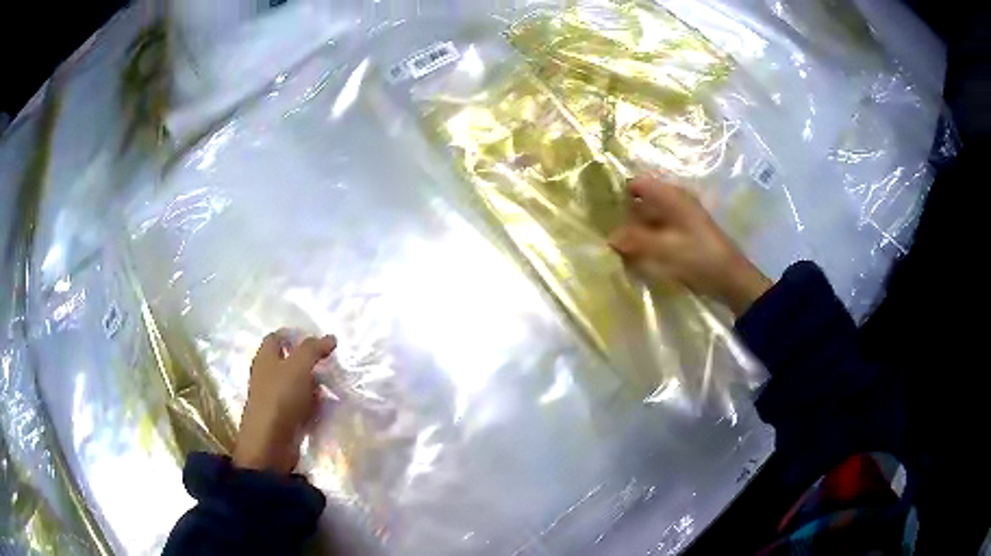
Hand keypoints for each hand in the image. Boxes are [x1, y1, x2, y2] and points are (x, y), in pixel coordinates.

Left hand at [233, 332, 336, 473]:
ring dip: (314, 385)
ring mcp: (276, 399)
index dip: (295, 335)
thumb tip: (330, 338)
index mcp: (265, 358)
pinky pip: (301, 405)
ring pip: (297, 385)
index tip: (318, 341)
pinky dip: (312, 405)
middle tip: (330, 364)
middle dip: (309, 362)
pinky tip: (325, 407)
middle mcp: (268, 376)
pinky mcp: (284, 418)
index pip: (277, 337)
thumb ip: (313, 349)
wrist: (270, 443)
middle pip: (289, 362)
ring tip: (333, 386)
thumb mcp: (298, 367)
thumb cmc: (280, 398)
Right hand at [609, 175, 771, 315]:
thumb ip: (636, 241)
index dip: (620, 193)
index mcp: (672, 197)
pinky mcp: (684, 235)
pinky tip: (638, 255)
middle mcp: (676, 202)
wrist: (730, 278)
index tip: (603, 210)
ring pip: (650, 217)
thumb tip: (609, 237)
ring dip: (636, 230)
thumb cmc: (699, 257)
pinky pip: (659, 231)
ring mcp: (681, 218)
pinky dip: (647, 239)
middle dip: (625, 215)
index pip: (638, 183)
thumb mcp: (665, 249)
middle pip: (643, 201)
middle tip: (607, 232)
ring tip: (618, 247)